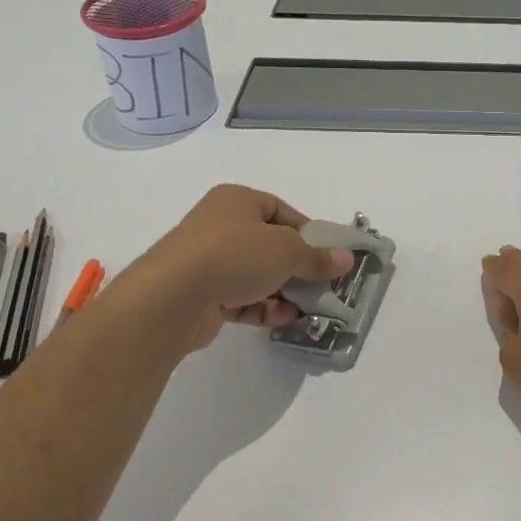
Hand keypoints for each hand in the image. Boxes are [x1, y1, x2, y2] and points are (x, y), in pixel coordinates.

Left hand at [131, 185, 352, 351]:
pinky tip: (283, 320)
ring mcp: (208, 262)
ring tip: (307, 309)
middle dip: (298, 268)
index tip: (328, 256)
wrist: (174, 296)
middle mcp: (220, 226)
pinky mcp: (203, 295)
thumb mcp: (287, 251)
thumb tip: (346, 260)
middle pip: (270, 245)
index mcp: (237, 200)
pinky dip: (263, 309)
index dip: (308, 233)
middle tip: (322, 286)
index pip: (281, 211)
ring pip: (256, 275)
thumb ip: (317, 257)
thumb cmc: (235, 255)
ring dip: (283, 292)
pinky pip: (241, 299)